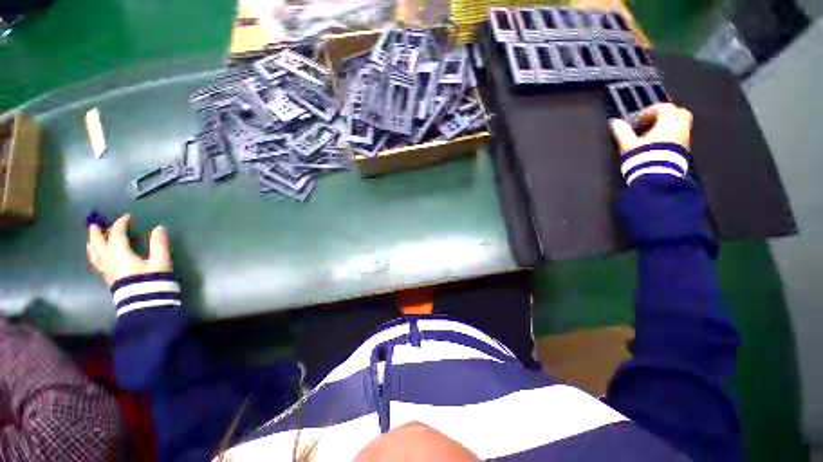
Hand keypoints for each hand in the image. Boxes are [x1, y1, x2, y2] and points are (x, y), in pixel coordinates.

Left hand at [87, 214, 171, 285]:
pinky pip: (98, 263)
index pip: (117, 235)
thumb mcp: (161, 262)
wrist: (144, 303)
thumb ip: (159, 244)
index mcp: (121, 254)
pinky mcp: (109, 279)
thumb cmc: (152, 280)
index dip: (121, 223)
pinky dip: (96, 256)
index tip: (127, 217)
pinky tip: (99, 257)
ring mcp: (107, 271)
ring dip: (92, 244)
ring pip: (94, 255)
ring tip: (92, 239)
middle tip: (94, 224)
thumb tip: (158, 227)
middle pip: (99, 244)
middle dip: (97, 233)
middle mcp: (109, 261)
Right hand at [609, 103, 693, 154]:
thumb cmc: (642, 159)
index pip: (665, 108)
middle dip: (666, 114)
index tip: (637, 119)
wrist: (656, 179)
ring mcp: (685, 141)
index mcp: (667, 125)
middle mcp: (680, 129)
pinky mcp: (685, 152)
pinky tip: (659, 144)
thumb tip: (614, 122)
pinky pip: (681, 137)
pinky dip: (672, 136)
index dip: (650, 110)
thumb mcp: (628, 145)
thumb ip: (622, 132)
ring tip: (654, 134)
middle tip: (652, 121)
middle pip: (680, 113)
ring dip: (669, 125)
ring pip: (682, 125)